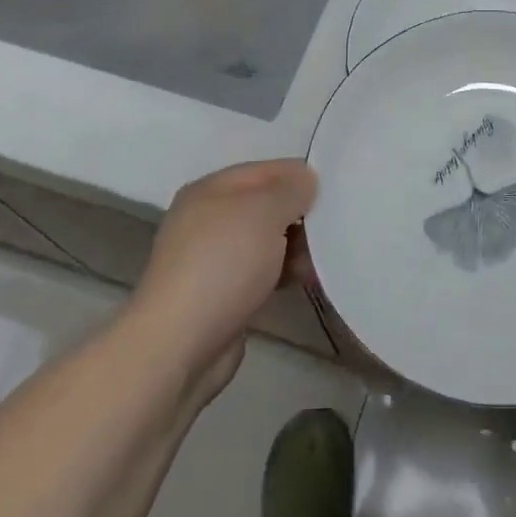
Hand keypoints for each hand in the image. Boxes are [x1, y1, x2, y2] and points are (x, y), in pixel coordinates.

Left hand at [133, 160, 315, 403]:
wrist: (179, 346)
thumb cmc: (223, 265)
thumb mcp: (265, 212)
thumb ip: (291, 189)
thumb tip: (306, 181)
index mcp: (211, 189)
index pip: (267, 170)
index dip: (301, 177)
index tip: (336, 193)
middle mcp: (208, 219)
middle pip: (266, 205)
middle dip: (300, 215)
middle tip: (333, 228)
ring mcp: (212, 259)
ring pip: (266, 241)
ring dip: (295, 248)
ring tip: (323, 260)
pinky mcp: (219, 295)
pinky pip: (261, 272)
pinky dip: (282, 273)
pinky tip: (305, 281)